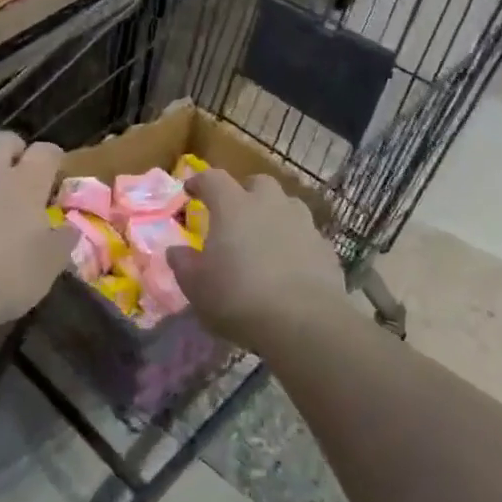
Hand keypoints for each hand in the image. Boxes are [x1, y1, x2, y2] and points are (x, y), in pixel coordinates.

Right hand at [167, 168, 347, 351]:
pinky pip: (306, 236)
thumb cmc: (239, 297)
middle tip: (236, 214)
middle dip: (246, 193)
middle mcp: (269, 204)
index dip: (200, 182)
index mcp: (233, 206)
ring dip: (275, 215)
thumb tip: (176, 251)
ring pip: (288, 205)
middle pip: (258, 183)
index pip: (213, 179)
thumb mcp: (197, 287)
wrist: (304, 322)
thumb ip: (183, 264)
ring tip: (266, 239)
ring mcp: (302, 223)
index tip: (191, 191)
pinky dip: (296, 243)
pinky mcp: (325, 248)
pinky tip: (292, 266)